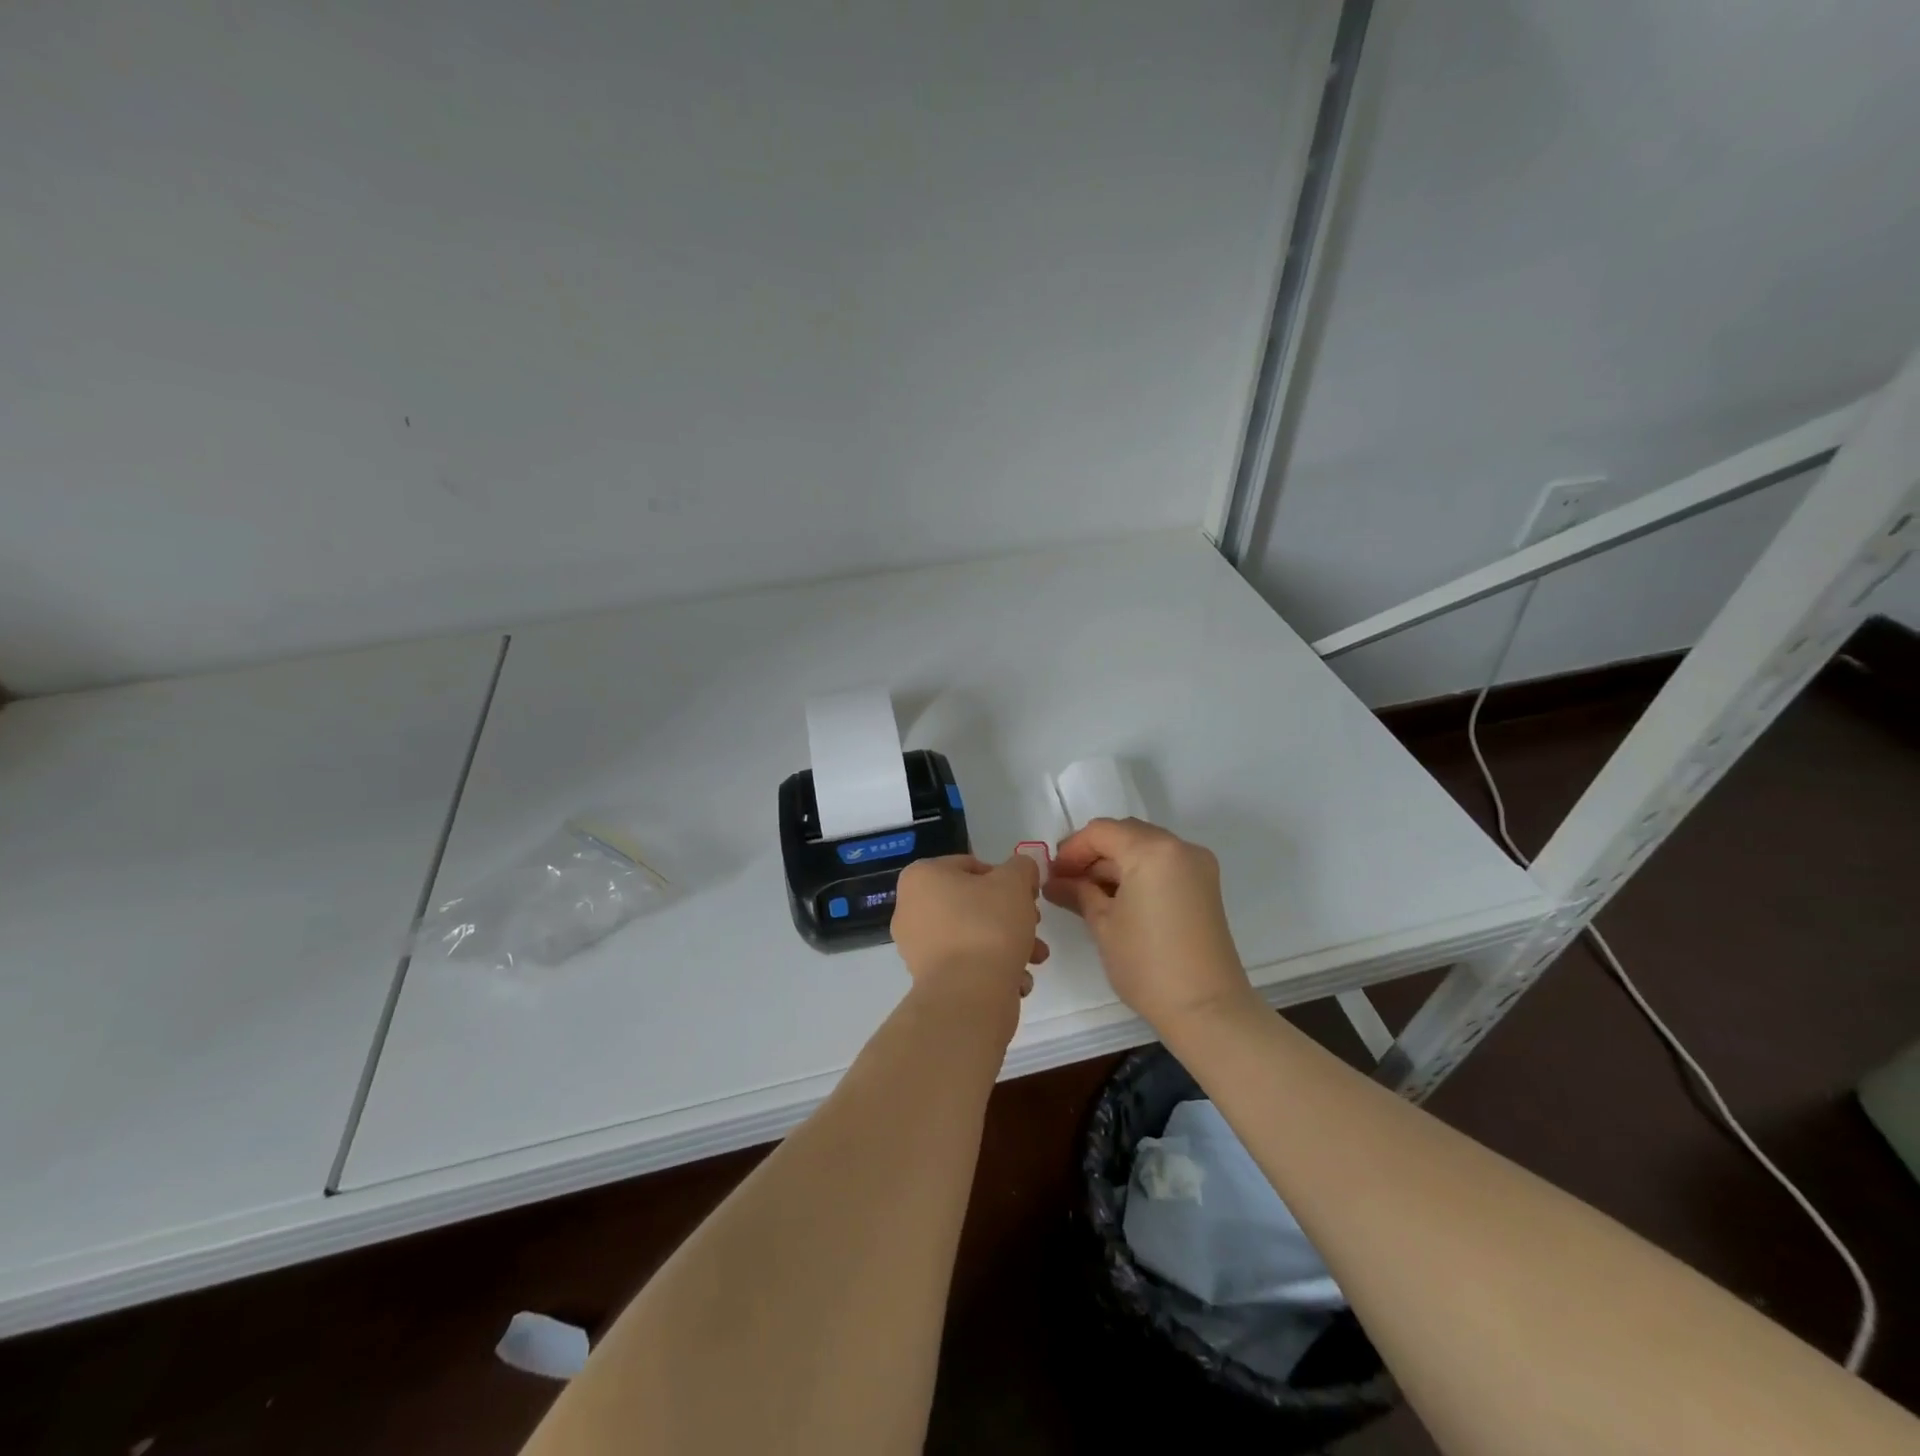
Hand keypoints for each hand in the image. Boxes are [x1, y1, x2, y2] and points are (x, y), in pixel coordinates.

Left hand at [892, 853, 1048, 1018]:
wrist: (968, 995)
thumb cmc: (987, 925)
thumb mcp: (1015, 882)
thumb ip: (1022, 867)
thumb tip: (1022, 870)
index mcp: (922, 877)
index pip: (971, 866)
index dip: (1006, 878)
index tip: (1028, 896)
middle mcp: (910, 908)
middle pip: (973, 903)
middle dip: (1010, 915)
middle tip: (1034, 925)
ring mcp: (916, 946)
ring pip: (973, 935)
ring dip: (1008, 943)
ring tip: (1035, 959)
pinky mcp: (928, 979)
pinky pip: (965, 964)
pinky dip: (992, 968)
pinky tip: (1017, 980)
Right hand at [1044, 818, 1253, 1035]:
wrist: (1206, 1009)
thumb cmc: (1147, 964)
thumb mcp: (1103, 924)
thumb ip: (1078, 892)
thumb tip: (1055, 882)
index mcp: (1153, 850)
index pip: (1101, 832)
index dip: (1072, 849)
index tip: (1052, 874)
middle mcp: (1179, 847)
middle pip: (1125, 834)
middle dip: (1093, 854)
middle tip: (1066, 881)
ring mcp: (1197, 865)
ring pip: (1144, 848)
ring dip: (1114, 864)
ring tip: (1086, 893)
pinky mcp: (1204, 886)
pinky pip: (1162, 864)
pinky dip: (1137, 873)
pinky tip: (1115, 898)